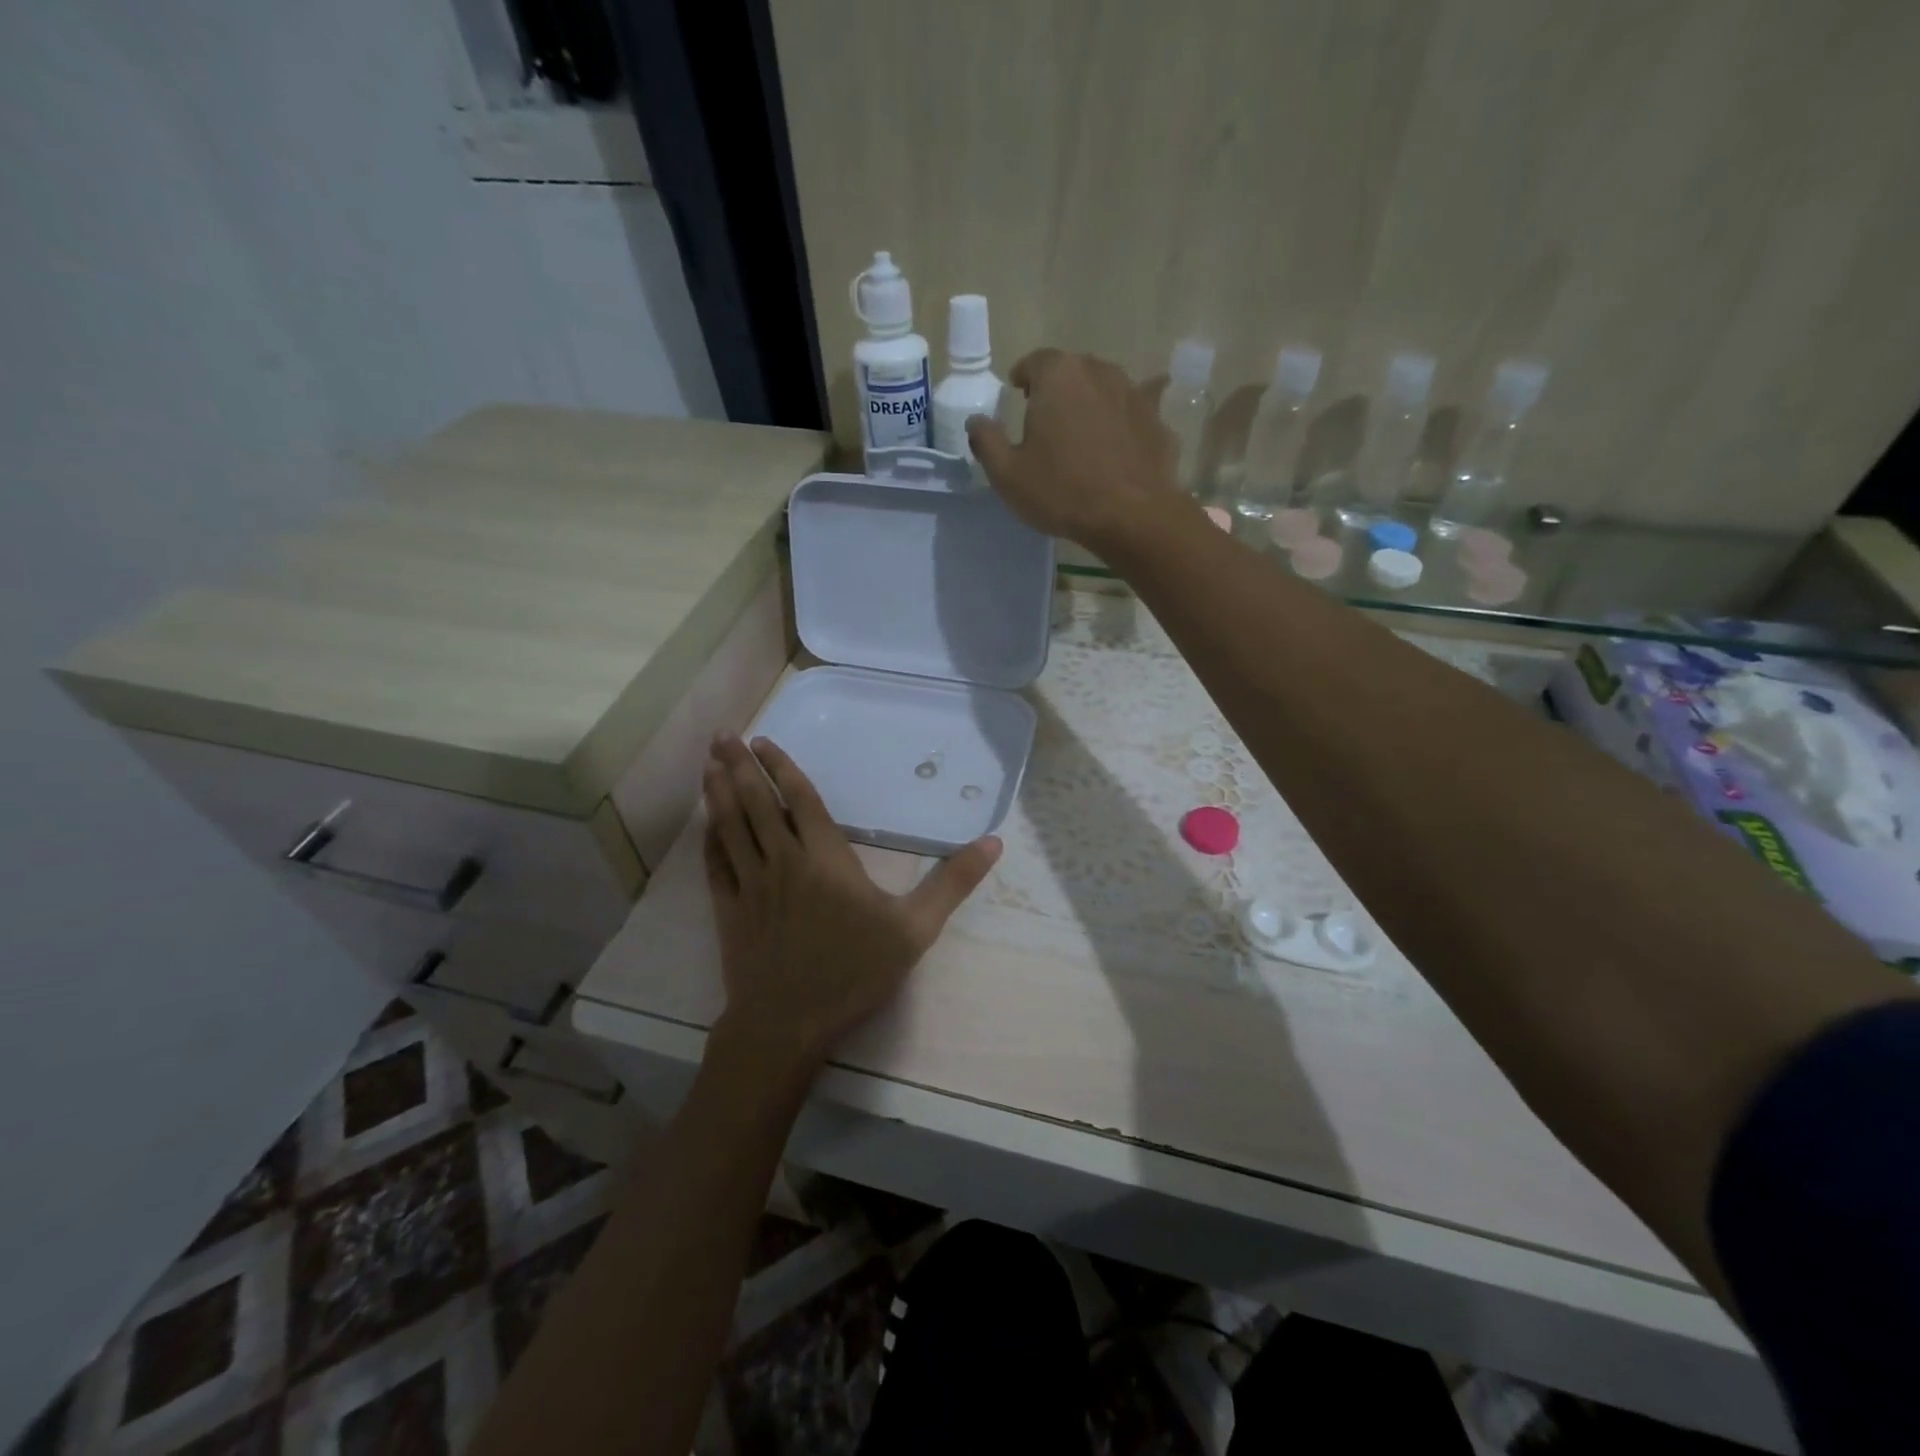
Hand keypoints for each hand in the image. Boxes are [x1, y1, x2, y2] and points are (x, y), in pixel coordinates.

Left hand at [701, 735, 1001, 1077]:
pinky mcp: (728, 910)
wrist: (788, 1024)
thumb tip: (994, 842)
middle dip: (739, 766)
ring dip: (718, 793)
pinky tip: (705, 825)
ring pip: (730, 827)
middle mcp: (782, 860)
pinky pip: (714, 864)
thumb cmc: (854, 971)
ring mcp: (749, 884)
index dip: (781, 766)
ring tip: (707, 764)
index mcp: (825, 857)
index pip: (800, 798)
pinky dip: (709, 840)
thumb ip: (952, 883)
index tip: (762, 741)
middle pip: (757, 803)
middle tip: (722, 736)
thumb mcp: (914, 929)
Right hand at [966, 349, 1184, 551]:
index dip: (1023, 377)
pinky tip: (1122, 443)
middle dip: (1057, 390)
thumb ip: (986, 441)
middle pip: (1072, 371)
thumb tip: (975, 421)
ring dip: (1090, 403)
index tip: (1018, 395)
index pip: (1035, 361)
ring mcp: (1134, 392)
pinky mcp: (1157, 419)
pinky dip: (1124, 423)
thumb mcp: (1007, 474)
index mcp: (1058, 374)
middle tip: (1047, 420)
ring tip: (1082, 434)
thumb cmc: (1062, 491)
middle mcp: (1098, 371)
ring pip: (1104, 389)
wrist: (1132, 516)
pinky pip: (1134, 413)